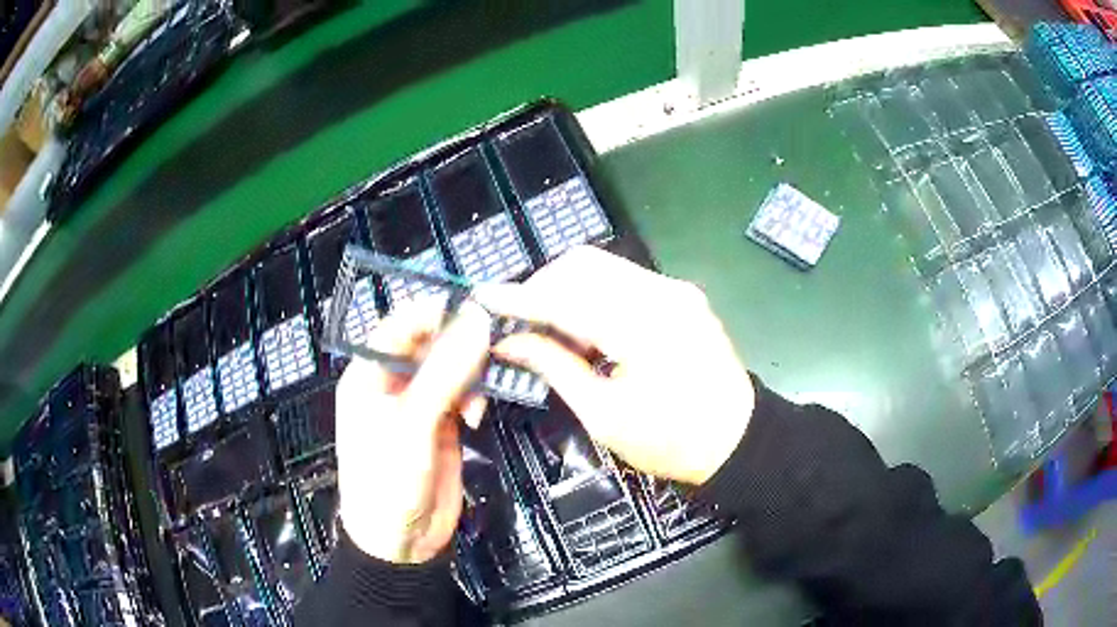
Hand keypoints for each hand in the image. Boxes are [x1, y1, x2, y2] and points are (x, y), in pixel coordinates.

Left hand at [335, 299, 490, 563]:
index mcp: (369, 375)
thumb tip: (477, 321)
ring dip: (470, 375)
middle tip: (494, 348)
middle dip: (460, 345)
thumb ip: (444, 372)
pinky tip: (477, 417)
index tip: (477, 310)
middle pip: (429, 343)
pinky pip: (461, 394)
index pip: (400, 324)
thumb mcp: (413, 426)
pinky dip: (473, 398)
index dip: (435, 312)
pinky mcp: (439, 423)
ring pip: (450, 367)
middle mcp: (392, 383)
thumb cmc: (390, 481)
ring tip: (481, 397)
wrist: (401, 543)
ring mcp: (418, 403)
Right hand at [477, 246, 753, 485]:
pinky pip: (625, 280)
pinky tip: (586, 328)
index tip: (483, 298)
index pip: (565, 297)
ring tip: (549, 329)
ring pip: (603, 267)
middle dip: (542, 286)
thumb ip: (554, 367)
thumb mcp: (604, 415)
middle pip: (583, 265)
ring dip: (567, 289)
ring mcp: (676, 290)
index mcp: (642, 327)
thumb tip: (511, 342)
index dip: (519, 298)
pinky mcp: (683, 296)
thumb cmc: (671, 441)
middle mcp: (662, 293)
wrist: (739, 441)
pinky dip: (594, 295)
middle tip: (518, 321)